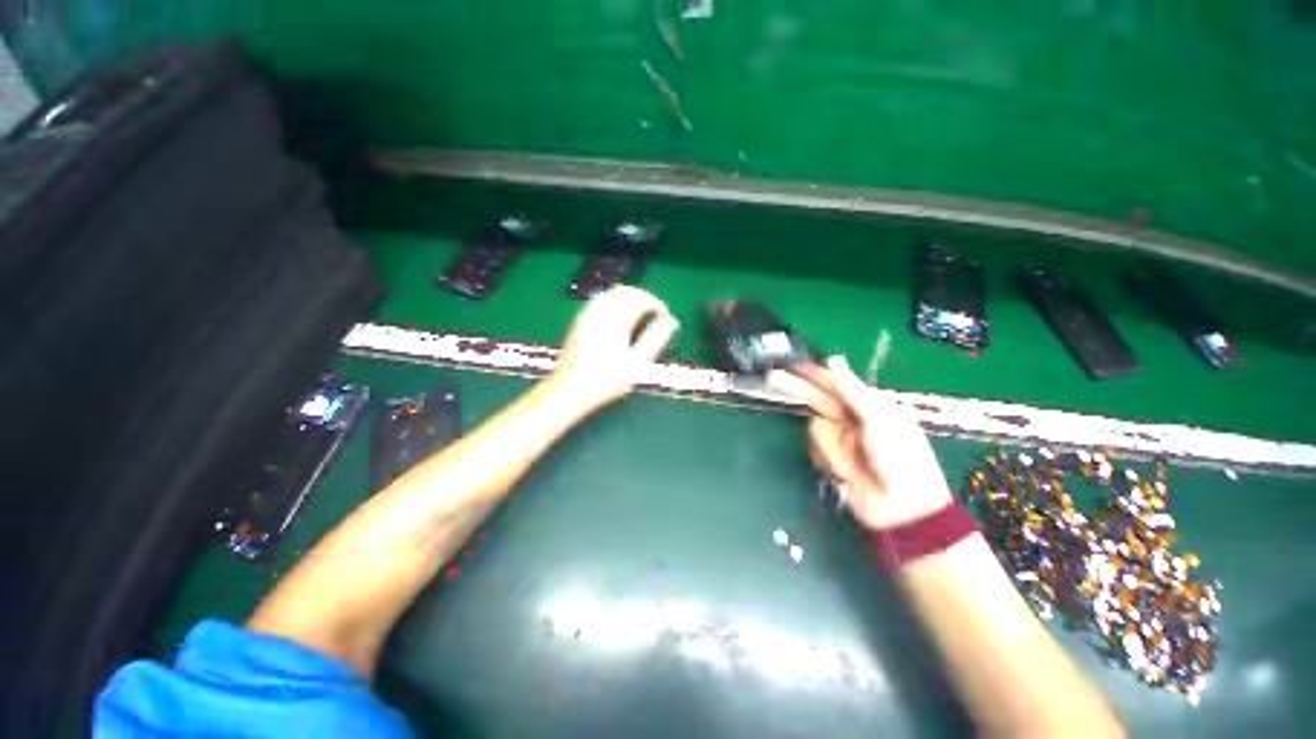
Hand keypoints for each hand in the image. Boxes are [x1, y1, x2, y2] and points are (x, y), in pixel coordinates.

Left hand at [553, 286, 678, 410]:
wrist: (570, 391)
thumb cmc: (606, 380)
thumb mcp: (637, 363)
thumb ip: (655, 339)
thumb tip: (671, 322)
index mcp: (616, 319)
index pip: (640, 298)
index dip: (656, 303)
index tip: (665, 316)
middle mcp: (600, 312)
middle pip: (625, 291)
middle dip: (642, 298)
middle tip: (654, 313)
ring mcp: (586, 316)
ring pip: (610, 294)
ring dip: (627, 299)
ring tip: (639, 316)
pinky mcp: (578, 323)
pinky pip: (598, 302)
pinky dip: (613, 304)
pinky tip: (618, 321)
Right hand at [767, 356, 952, 530]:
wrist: (903, 511)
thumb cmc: (900, 460)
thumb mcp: (879, 419)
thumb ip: (851, 390)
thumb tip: (833, 359)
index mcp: (868, 407)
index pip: (835, 384)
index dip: (813, 374)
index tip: (793, 365)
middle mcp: (851, 421)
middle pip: (817, 400)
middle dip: (796, 390)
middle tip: (771, 377)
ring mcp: (840, 442)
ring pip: (815, 429)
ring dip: (828, 446)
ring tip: (850, 464)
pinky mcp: (832, 461)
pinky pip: (817, 450)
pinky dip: (828, 460)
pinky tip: (845, 474)